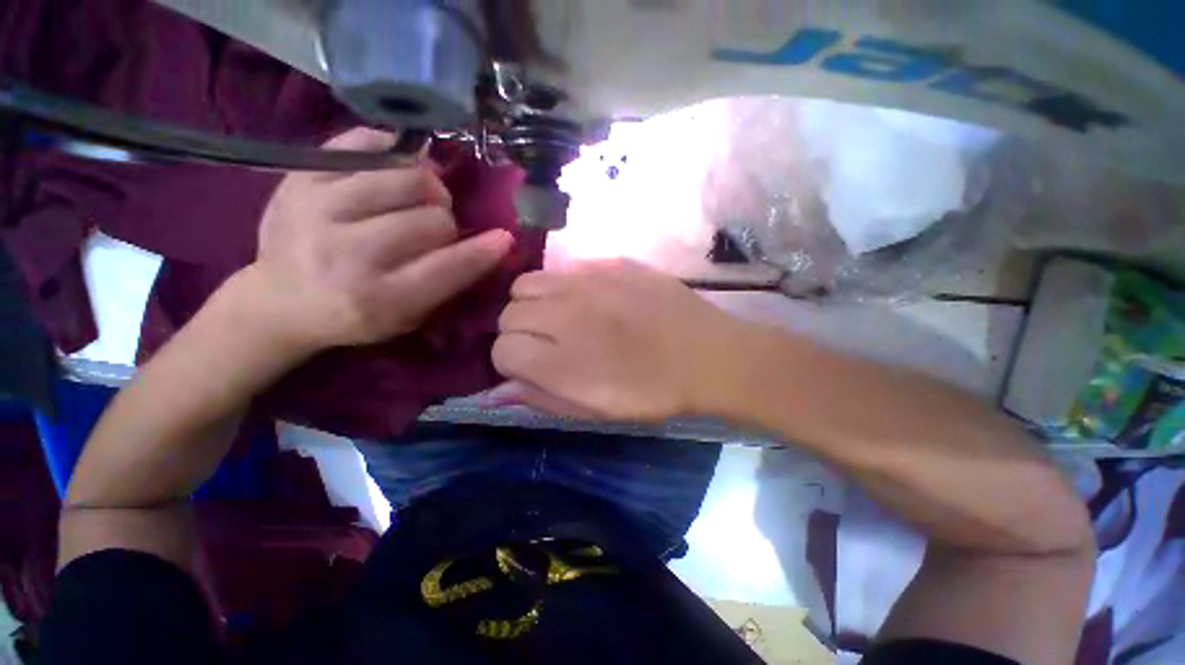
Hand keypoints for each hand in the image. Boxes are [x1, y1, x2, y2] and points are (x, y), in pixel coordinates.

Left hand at [241, 127, 513, 353]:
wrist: (279, 300)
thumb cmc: (356, 315)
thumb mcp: (409, 317)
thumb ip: (449, 284)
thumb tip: (494, 243)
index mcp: (377, 298)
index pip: (447, 267)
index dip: (483, 252)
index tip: (504, 239)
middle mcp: (345, 253)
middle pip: (430, 218)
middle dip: (445, 222)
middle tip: (437, 227)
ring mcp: (316, 208)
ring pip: (405, 177)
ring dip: (426, 187)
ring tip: (420, 198)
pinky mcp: (298, 177)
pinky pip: (362, 143)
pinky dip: (392, 152)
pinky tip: (397, 168)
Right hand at [493, 259, 745, 421]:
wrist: (707, 355)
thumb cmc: (652, 393)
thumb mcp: (595, 411)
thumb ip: (542, 398)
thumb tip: (500, 390)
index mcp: (561, 360)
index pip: (502, 351)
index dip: (511, 362)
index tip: (530, 367)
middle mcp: (565, 314)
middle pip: (508, 313)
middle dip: (518, 332)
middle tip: (546, 342)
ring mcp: (588, 282)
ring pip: (526, 283)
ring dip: (533, 303)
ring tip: (559, 316)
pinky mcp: (609, 263)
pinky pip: (564, 269)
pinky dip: (563, 286)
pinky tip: (588, 299)